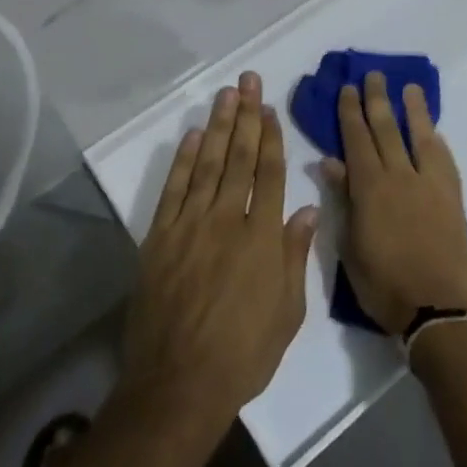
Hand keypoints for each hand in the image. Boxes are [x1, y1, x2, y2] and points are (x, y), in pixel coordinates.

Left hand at [116, 73, 318, 444]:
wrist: (178, 385)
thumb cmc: (243, 354)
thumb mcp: (287, 312)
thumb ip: (295, 256)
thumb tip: (305, 209)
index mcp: (262, 238)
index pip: (269, 174)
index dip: (270, 137)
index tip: (269, 108)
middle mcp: (227, 221)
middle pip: (239, 158)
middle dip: (245, 116)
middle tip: (247, 80)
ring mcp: (190, 226)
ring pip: (208, 164)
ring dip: (218, 126)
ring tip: (225, 94)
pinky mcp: (160, 237)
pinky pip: (175, 189)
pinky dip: (185, 159)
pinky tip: (194, 136)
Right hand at [320, 72, 466, 335]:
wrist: (435, 307)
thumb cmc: (382, 282)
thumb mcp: (349, 244)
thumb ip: (342, 198)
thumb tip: (329, 160)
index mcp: (369, 187)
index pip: (356, 139)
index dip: (350, 112)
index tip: (346, 88)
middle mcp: (399, 176)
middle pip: (386, 129)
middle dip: (376, 99)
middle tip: (373, 75)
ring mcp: (429, 183)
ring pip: (418, 136)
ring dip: (412, 110)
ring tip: (409, 87)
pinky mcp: (452, 196)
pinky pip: (443, 159)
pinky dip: (435, 141)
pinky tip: (432, 131)